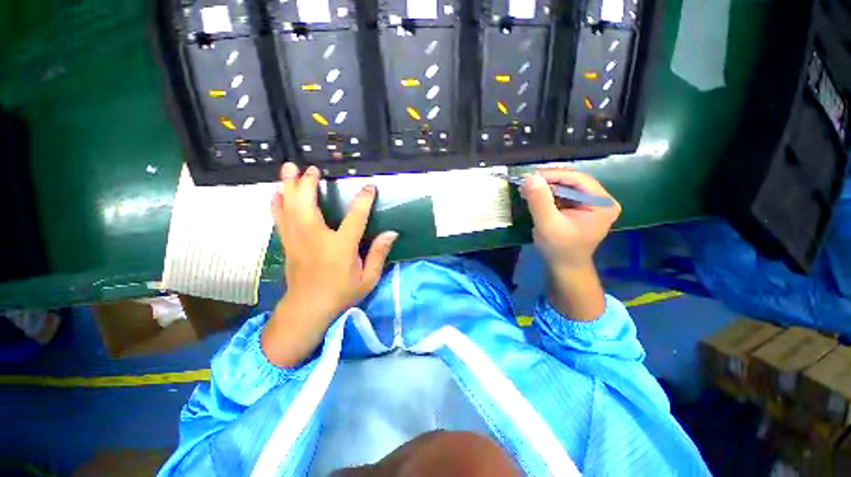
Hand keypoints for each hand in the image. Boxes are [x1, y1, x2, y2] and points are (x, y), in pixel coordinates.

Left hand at [263, 162, 397, 366]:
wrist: (308, 308)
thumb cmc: (341, 293)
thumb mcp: (368, 278)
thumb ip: (379, 254)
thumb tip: (392, 233)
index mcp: (340, 246)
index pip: (355, 217)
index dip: (364, 200)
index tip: (369, 187)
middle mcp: (316, 237)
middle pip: (308, 203)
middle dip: (308, 183)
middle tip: (311, 168)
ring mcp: (297, 239)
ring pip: (289, 206)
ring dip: (288, 186)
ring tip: (288, 168)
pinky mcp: (288, 243)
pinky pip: (279, 218)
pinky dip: (277, 203)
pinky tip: (276, 193)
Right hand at [520, 169, 620, 269]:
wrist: (564, 268)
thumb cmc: (559, 249)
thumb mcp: (548, 224)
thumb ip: (540, 201)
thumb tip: (530, 177)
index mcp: (601, 203)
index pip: (578, 179)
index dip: (554, 175)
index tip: (530, 176)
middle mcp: (600, 200)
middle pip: (572, 181)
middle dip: (548, 181)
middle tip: (526, 183)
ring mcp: (590, 204)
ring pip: (565, 187)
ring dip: (545, 187)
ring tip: (526, 189)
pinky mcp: (579, 208)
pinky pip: (562, 195)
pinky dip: (547, 195)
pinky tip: (533, 196)